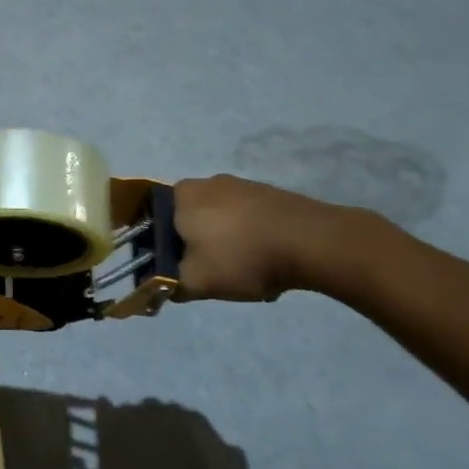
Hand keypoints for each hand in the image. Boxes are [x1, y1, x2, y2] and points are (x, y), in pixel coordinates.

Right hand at [172, 175, 358, 301]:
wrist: (314, 242)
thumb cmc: (242, 257)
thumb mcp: (196, 282)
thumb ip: (168, 285)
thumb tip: (158, 287)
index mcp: (180, 195)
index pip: (154, 220)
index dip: (163, 248)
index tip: (178, 269)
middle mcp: (205, 182)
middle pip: (188, 220)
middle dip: (196, 247)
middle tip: (210, 273)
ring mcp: (240, 184)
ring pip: (219, 221)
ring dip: (224, 244)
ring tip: (243, 271)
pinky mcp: (269, 193)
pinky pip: (246, 219)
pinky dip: (250, 238)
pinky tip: (265, 260)